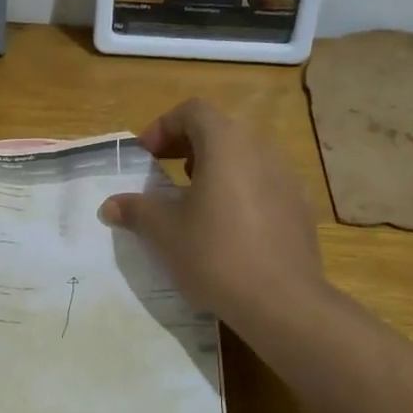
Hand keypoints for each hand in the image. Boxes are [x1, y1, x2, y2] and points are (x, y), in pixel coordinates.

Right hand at [99, 99, 323, 323]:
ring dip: (215, 166)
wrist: (281, 301)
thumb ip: (136, 210)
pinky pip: (264, 182)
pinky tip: (227, 225)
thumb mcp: (164, 232)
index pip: (193, 111)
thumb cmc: (215, 254)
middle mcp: (262, 149)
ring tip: (194, 198)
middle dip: (188, 145)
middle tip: (164, 170)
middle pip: (221, 129)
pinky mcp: (301, 206)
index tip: (146, 155)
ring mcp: (288, 177)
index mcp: (227, 143)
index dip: (164, 126)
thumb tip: (111, 205)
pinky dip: (240, 189)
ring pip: (245, 155)